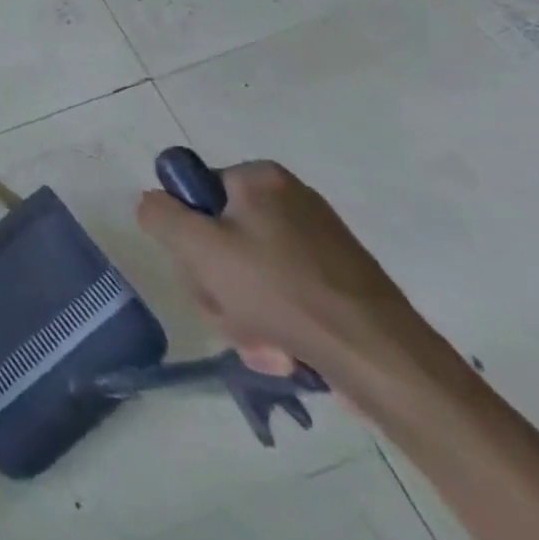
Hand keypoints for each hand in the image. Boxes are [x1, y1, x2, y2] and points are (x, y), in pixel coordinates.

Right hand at [136, 161, 438, 390]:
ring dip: (242, 311)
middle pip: (222, 237)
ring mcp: (322, 242)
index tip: (201, 269)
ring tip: (261, 344)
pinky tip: (284, 352)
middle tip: (229, 315)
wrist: (385, 360)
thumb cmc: (281, 291)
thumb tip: (153, 203)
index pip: (197, 194)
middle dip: (217, 283)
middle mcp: (293, 200)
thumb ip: (160, 215)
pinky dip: (276, 322)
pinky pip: (286, 294)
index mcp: (260, 178)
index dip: (190, 233)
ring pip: (250, 272)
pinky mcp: (343, 282)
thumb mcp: (198, 247)